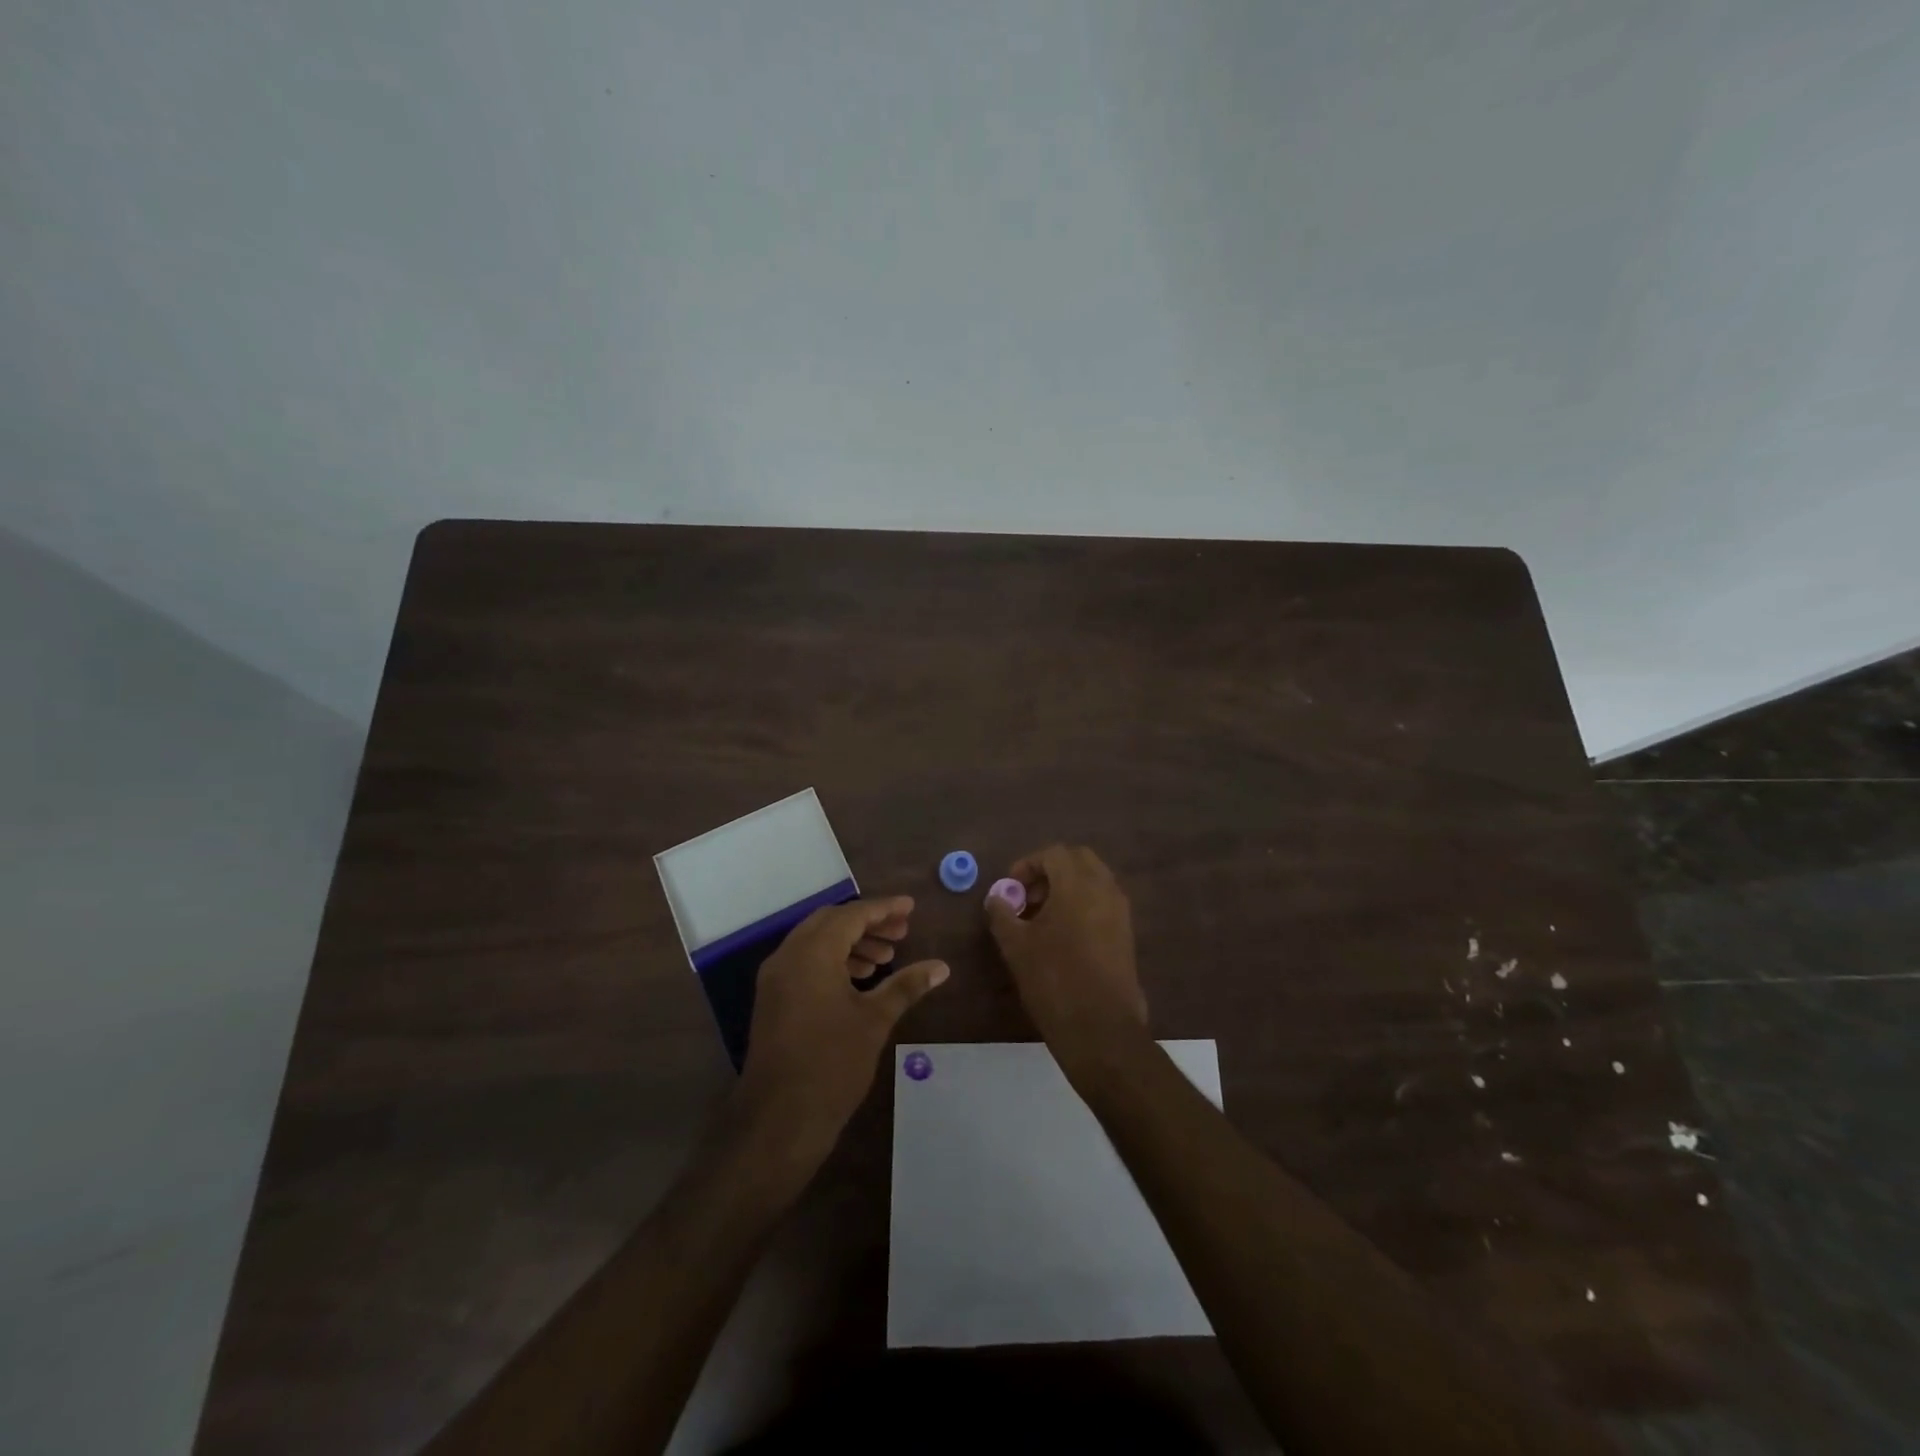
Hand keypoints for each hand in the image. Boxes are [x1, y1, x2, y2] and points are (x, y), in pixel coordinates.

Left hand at [738, 896, 948, 1166]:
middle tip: (901, 933)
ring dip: (851, 942)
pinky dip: (833, 961)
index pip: (852, 915)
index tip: (910, 907)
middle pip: (830, 922)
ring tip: (886, 958)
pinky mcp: (772, 999)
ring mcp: (776, 979)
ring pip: (816, 942)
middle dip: (867, 923)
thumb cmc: (832, 1064)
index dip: (884, 909)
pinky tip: (859, 980)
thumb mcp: (875, 1020)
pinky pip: (805, 962)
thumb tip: (941, 967)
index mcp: (812, 953)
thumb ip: (906, 986)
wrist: (779, 1120)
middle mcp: (788, 956)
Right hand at [985, 845, 1148, 1075]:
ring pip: (1093, 880)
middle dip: (1050, 871)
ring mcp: (1120, 911)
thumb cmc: (1054, 980)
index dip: (1027, 865)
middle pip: (1078, 860)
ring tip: (1041, 918)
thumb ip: (1002, 914)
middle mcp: (1104, 889)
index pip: (1054, 853)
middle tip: (1028, 897)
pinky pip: (1103, 902)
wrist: (1100, 1027)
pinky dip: (1082, 904)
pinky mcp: (1126, 933)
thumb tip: (997, 898)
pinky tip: (1062, 935)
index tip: (1011, 889)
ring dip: (1067, 887)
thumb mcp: (1016, 945)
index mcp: (1077, 884)